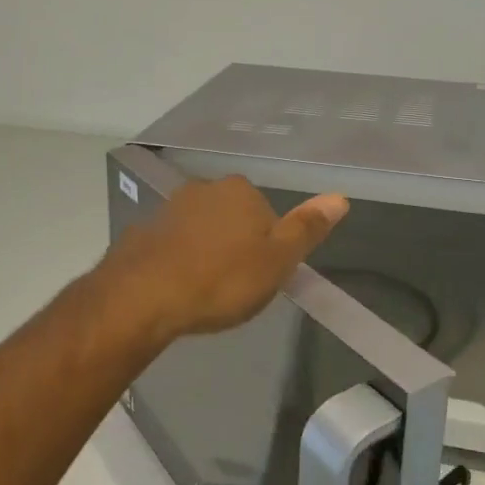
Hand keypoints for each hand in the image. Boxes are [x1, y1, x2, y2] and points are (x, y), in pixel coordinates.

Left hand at [97, 176, 348, 346]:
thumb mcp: (277, 261)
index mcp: (242, 192)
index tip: (258, 278)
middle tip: (232, 287)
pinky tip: (174, 288)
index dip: (267, 248)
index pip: (267, 216)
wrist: (143, 296)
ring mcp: (170, 207)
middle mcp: (205, 188)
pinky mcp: (143, 229)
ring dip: (205, 252)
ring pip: (201, 229)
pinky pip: (171, 243)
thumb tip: (341, 197)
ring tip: (203, 291)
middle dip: (235, 246)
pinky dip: (177, 260)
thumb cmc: (221, 280)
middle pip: (233, 218)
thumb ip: (307, 228)